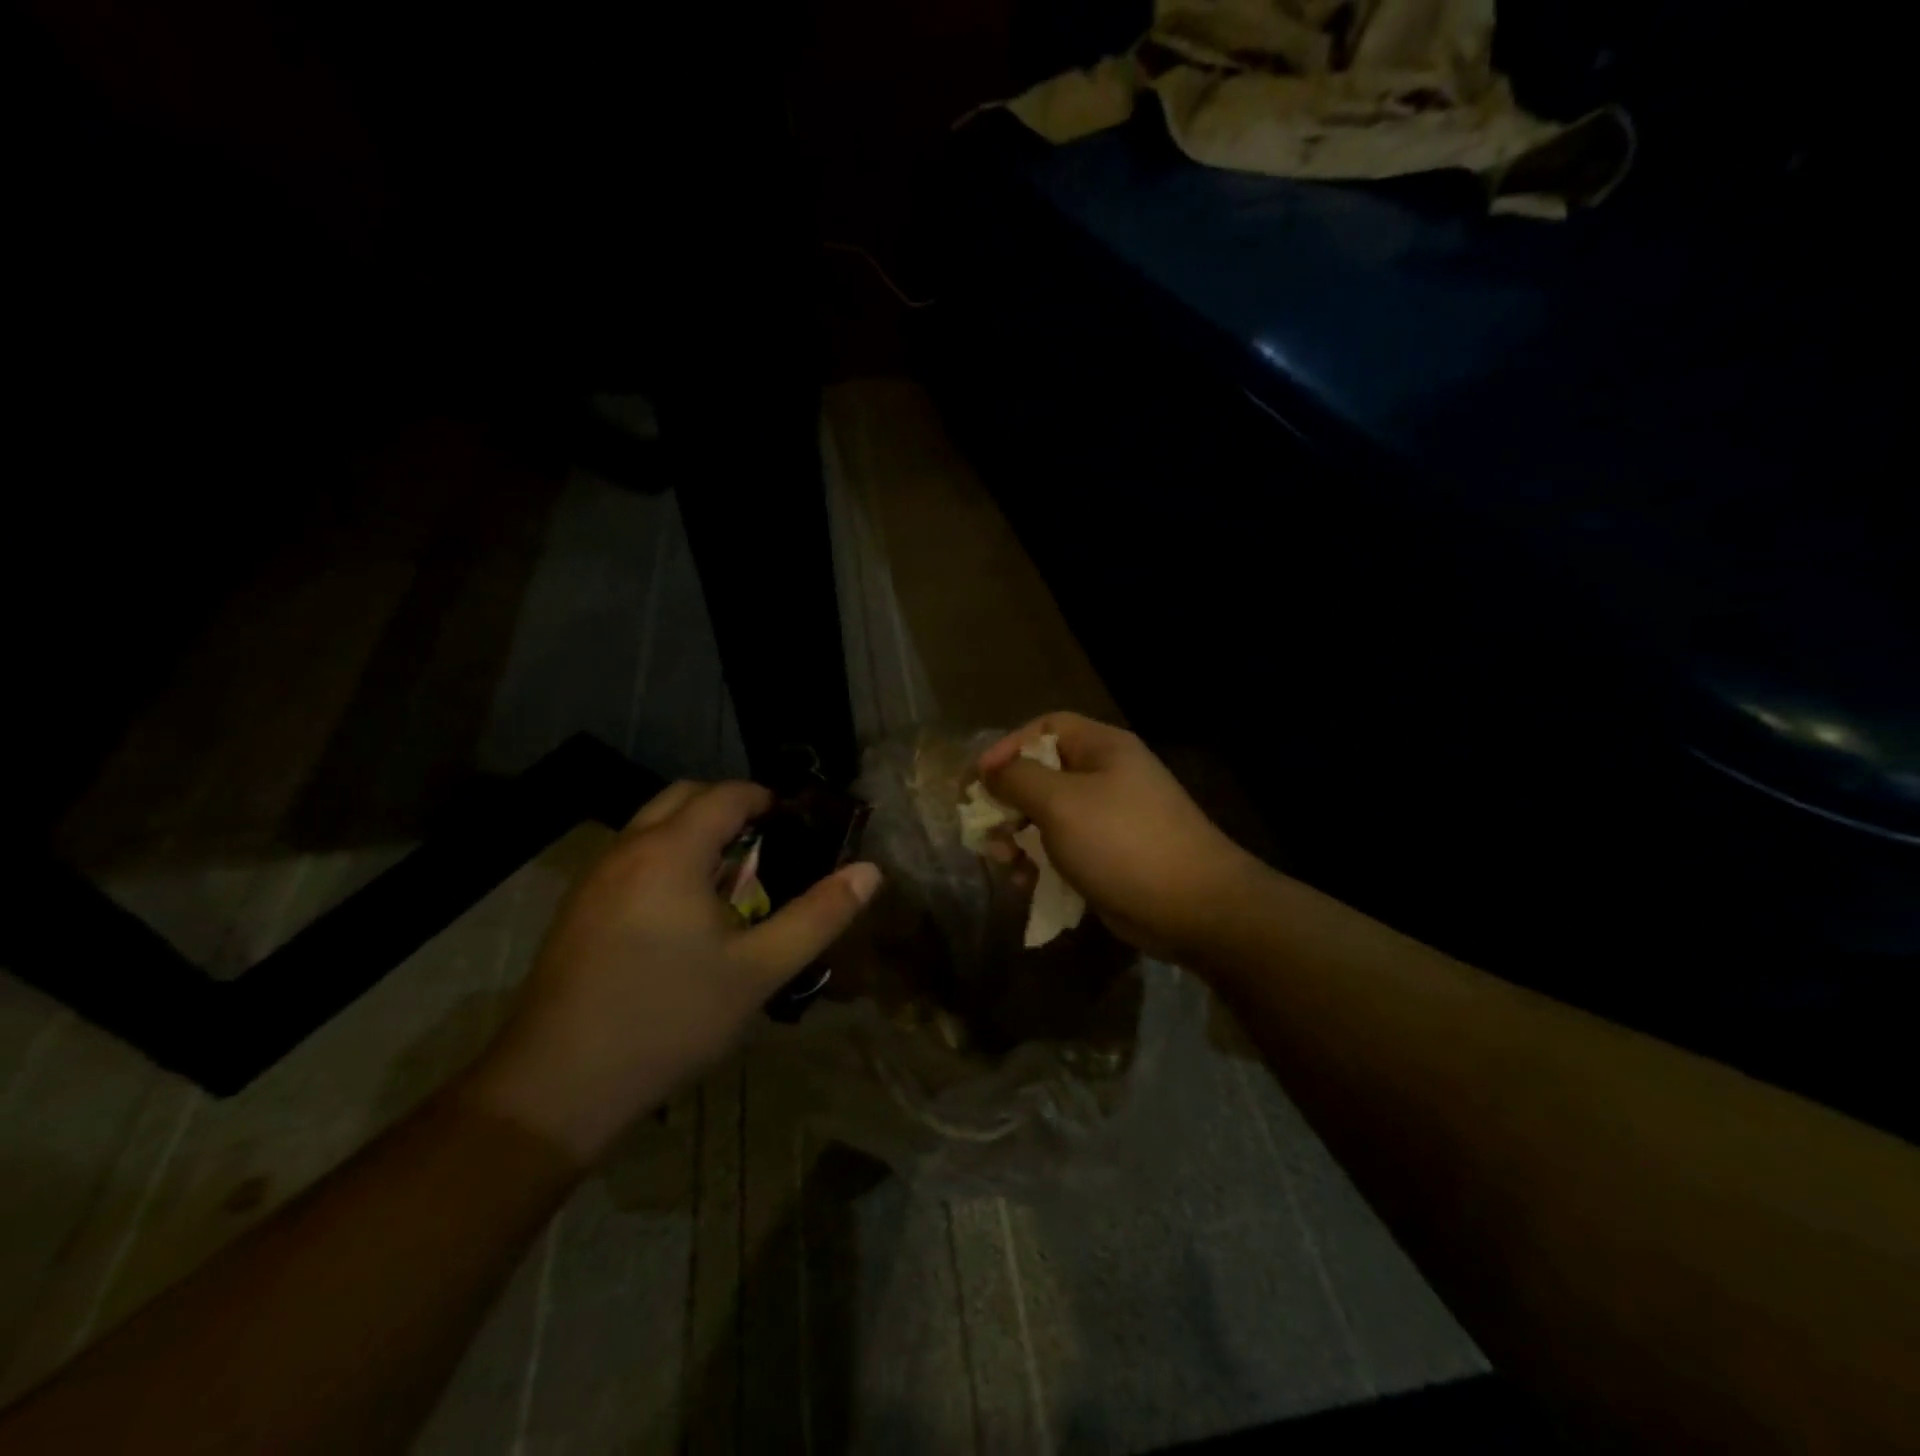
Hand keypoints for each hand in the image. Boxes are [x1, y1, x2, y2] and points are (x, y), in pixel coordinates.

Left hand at [466, 781, 881, 1162]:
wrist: (556, 1086)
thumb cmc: (669, 1019)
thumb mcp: (758, 971)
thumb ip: (818, 916)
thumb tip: (870, 872)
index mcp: (672, 852)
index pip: (725, 794)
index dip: (765, 798)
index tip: (795, 821)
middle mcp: (627, 849)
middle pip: (682, 797)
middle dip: (727, 808)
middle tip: (766, 846)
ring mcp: (593, 878)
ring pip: (650, 827)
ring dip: (693, 833)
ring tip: (730, 881)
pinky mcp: (575, 909)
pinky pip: (629, 857)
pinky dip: (664, 858)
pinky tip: (681, 915)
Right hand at [979, 714, 1261, 960]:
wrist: (1193, 907)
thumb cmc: (1121, 842)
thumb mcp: (1060, 802)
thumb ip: (1017, 779)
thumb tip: (990, 770)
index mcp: (1102, 748)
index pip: (1045, 728)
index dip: (1008, 747)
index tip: (979, 780)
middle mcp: (1108, 776)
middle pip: (1044, 773)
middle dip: (1008, 800)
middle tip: (984, 827)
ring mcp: (1112, 818)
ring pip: (1050, 816)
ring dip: (1019, 836)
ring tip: (1003, 859)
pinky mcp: (1111, 856)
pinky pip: (1066, 848)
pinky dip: (1041, 861)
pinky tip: (1025, 882)